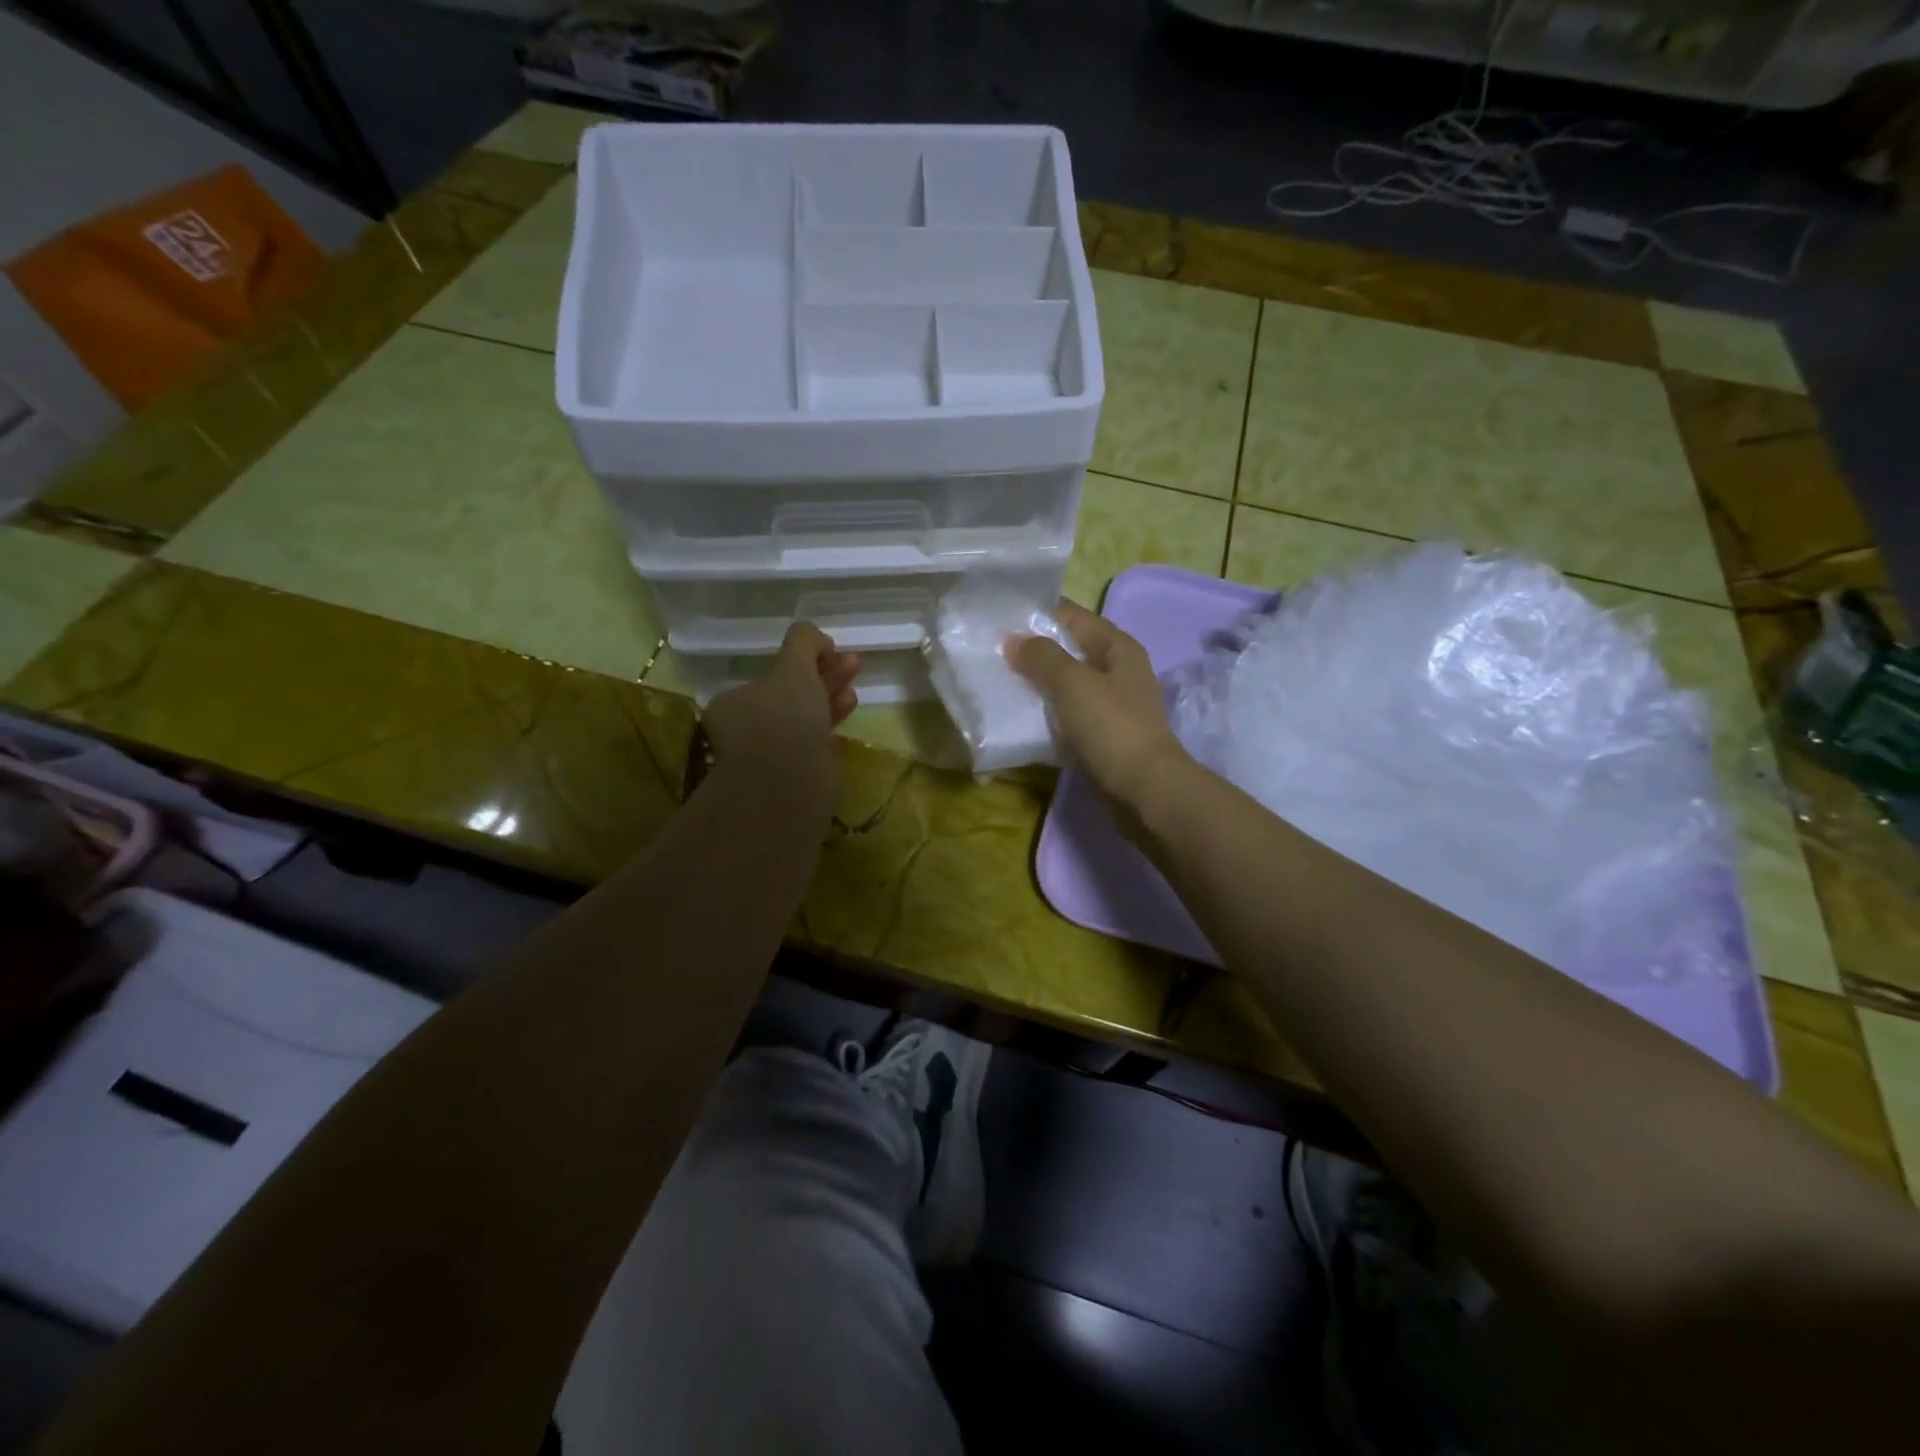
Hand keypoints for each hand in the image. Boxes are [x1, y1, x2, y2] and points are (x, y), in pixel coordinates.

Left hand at [703, 623, 858, 819]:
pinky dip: (832, 721)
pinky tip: (850, 708)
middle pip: (791, 695)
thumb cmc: (784, 716)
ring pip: (806, 718)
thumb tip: (813, 633)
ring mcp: (772, 754)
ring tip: (855, 685)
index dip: (802, 659)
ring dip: (831, 697)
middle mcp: (748, 729)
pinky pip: (816, 740)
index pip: (770, 675)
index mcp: (734, 703)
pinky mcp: (797, 773)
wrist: (790, 782)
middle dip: (823, 676)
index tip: (830, 651)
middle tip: (852, 663)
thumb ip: (803, 643)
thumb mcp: (794, 666)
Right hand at [1006, 600, 1191, 821]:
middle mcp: (1118, 671)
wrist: (1144, 790)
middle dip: (1034, 651)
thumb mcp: (1072, 683)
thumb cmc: (1111, 727)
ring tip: (1001, 683)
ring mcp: (1113, 705)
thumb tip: (1014, 640)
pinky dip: (1048, 714)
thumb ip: (1042, 657)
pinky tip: (1023, 718)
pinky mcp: (1104, 735)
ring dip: (1039, 685)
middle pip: (1070, 650)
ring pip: (1068, 685)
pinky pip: (1070, 715)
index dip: (1038, 614)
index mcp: (1118, 648)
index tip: (999, 620)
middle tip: (993, 654)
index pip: (1073, 616)